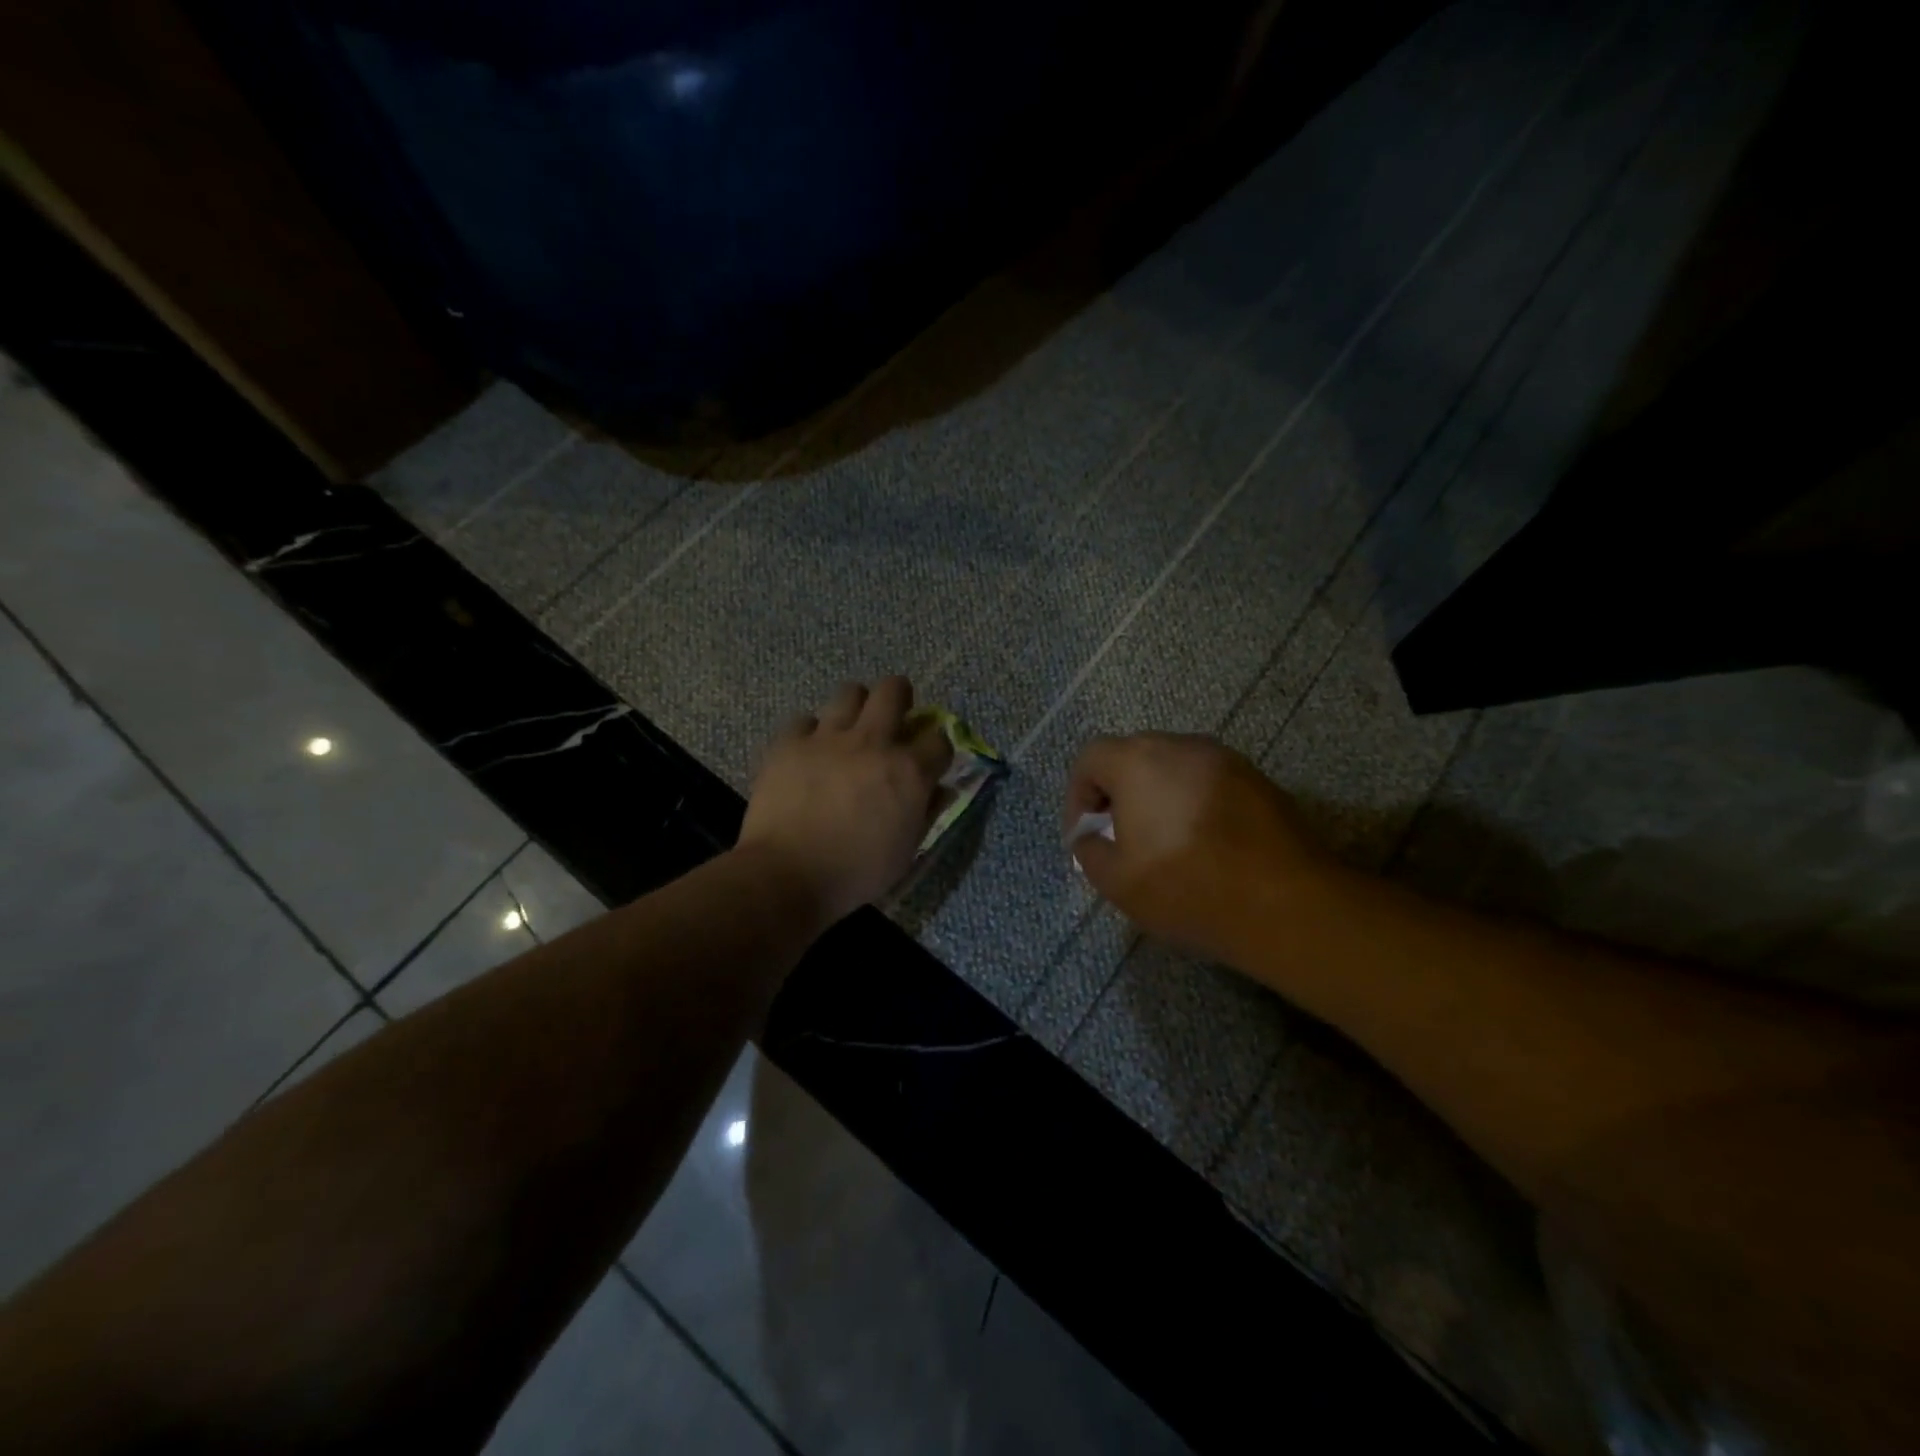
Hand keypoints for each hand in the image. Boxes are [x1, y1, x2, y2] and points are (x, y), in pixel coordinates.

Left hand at [739, 677, 952, 927]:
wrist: (788, 874)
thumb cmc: (855, 873)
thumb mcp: (905, 852)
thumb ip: (925, 814)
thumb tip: (938, 791)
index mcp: (908, 771)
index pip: (939, 739)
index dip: (937, 748)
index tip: (929, 760)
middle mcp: (873, 742)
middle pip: (894, 690)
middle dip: (900, 698)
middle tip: (892, 719)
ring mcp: (828, 737)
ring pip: (850, 691)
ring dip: (856, 706)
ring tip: (849, 729)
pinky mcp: (790, 742)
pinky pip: (804, 720)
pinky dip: (810, 733)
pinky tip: (808, 753)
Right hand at [1062, 733, 1340, 964]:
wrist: (1285, 904)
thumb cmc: (1188, 888)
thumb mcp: (1116, 882)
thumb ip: (1089, 850)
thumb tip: (1091, 836)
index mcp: (1138, 761)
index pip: (1091, 757)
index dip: (1078, 795)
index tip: (1086, 834)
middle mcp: (1181, 745)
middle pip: (1133, 755)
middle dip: (1118, 792)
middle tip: (1121, 836)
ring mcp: (1225, 758)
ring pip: (1174, 766)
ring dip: (1158, 795)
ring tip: (1164, 841)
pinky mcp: (1258, 779)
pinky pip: (1209, 781)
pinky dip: (1194, 802)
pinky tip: (1205, 843)